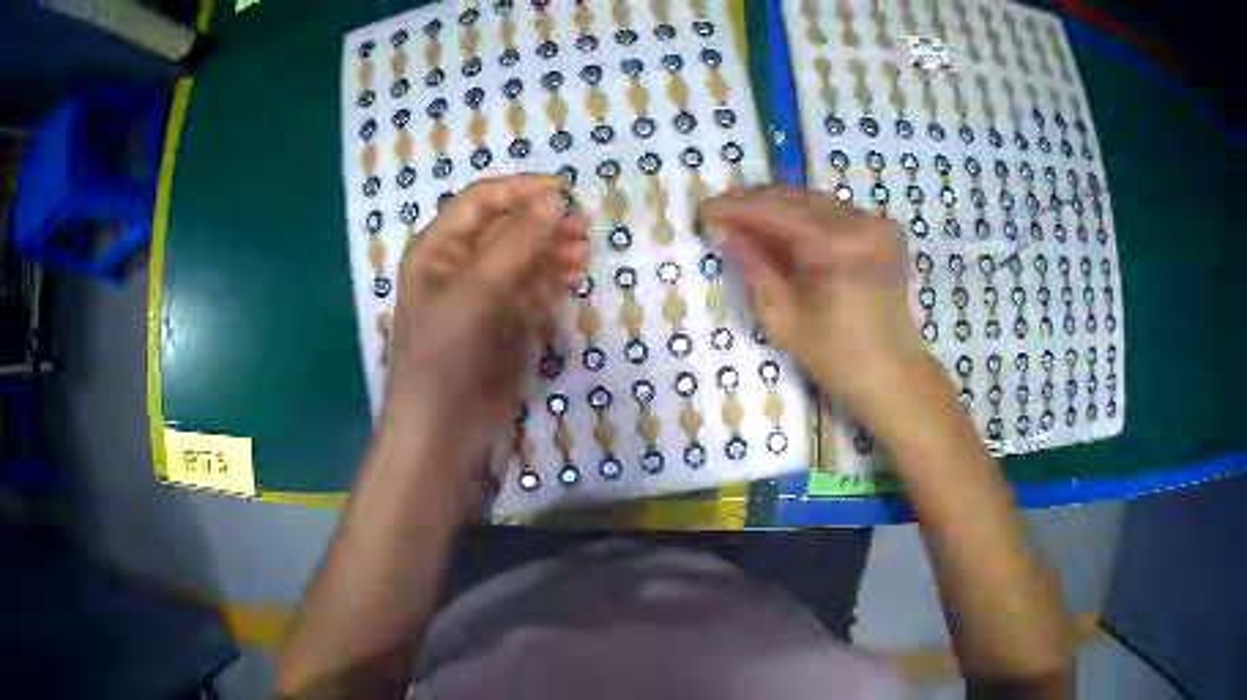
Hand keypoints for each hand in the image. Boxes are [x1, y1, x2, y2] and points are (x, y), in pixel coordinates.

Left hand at [386, 175, 588, 473]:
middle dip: (543, 223)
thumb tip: (556, 201)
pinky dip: (552, 280)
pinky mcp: (503, 322)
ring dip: (553, 250)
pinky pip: (531, 288)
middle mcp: (458, 265)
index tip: (564, 192)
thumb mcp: (474, 291)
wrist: (445, 428)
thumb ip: (515, 243)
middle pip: (506, 227)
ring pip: (523, 257)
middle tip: (585, 227)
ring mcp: (483, 295)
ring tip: (585, 254)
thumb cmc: (446, 354)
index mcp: (437, 248)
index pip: (481, 201)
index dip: (521, 190)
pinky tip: (573, 279)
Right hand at [700, 186, 928, 418]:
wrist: (893, 375)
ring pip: (813, 199)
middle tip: (718, 211)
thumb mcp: (782, 317)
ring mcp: (875, 223)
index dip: (734, 208)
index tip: (702, 211)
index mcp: (836, 246)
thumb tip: (724, 230)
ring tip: (743, 218)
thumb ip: (753, 265)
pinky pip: (833, 211)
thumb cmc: (836, 358)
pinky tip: (781, 226)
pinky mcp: (882, 230)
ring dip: (776, 205)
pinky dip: (803, 214)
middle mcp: (859, 222)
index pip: (773, 211)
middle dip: (752, 201)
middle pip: (794, 197)